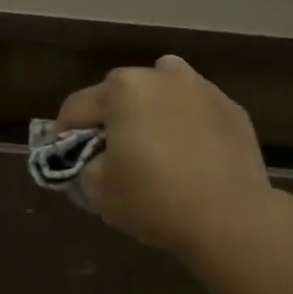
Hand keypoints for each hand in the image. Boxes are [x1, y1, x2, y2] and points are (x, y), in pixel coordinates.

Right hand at [53, 55, 276, 257]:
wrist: (230, 218)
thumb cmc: (154, 199)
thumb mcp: (97, 190)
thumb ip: (83, 165)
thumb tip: (93, 158)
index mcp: (123, 89)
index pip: (76, 108)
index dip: (62, 134)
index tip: (61, 155)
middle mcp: (161, 76)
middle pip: (120, 93)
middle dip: (109, 118)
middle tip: (108, 151)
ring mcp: (202, 88)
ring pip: (162, 94)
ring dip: (149, 112)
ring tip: (150, 144)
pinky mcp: (232, 109)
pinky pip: (195, 111)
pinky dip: (184, 123)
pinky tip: (187, 152)